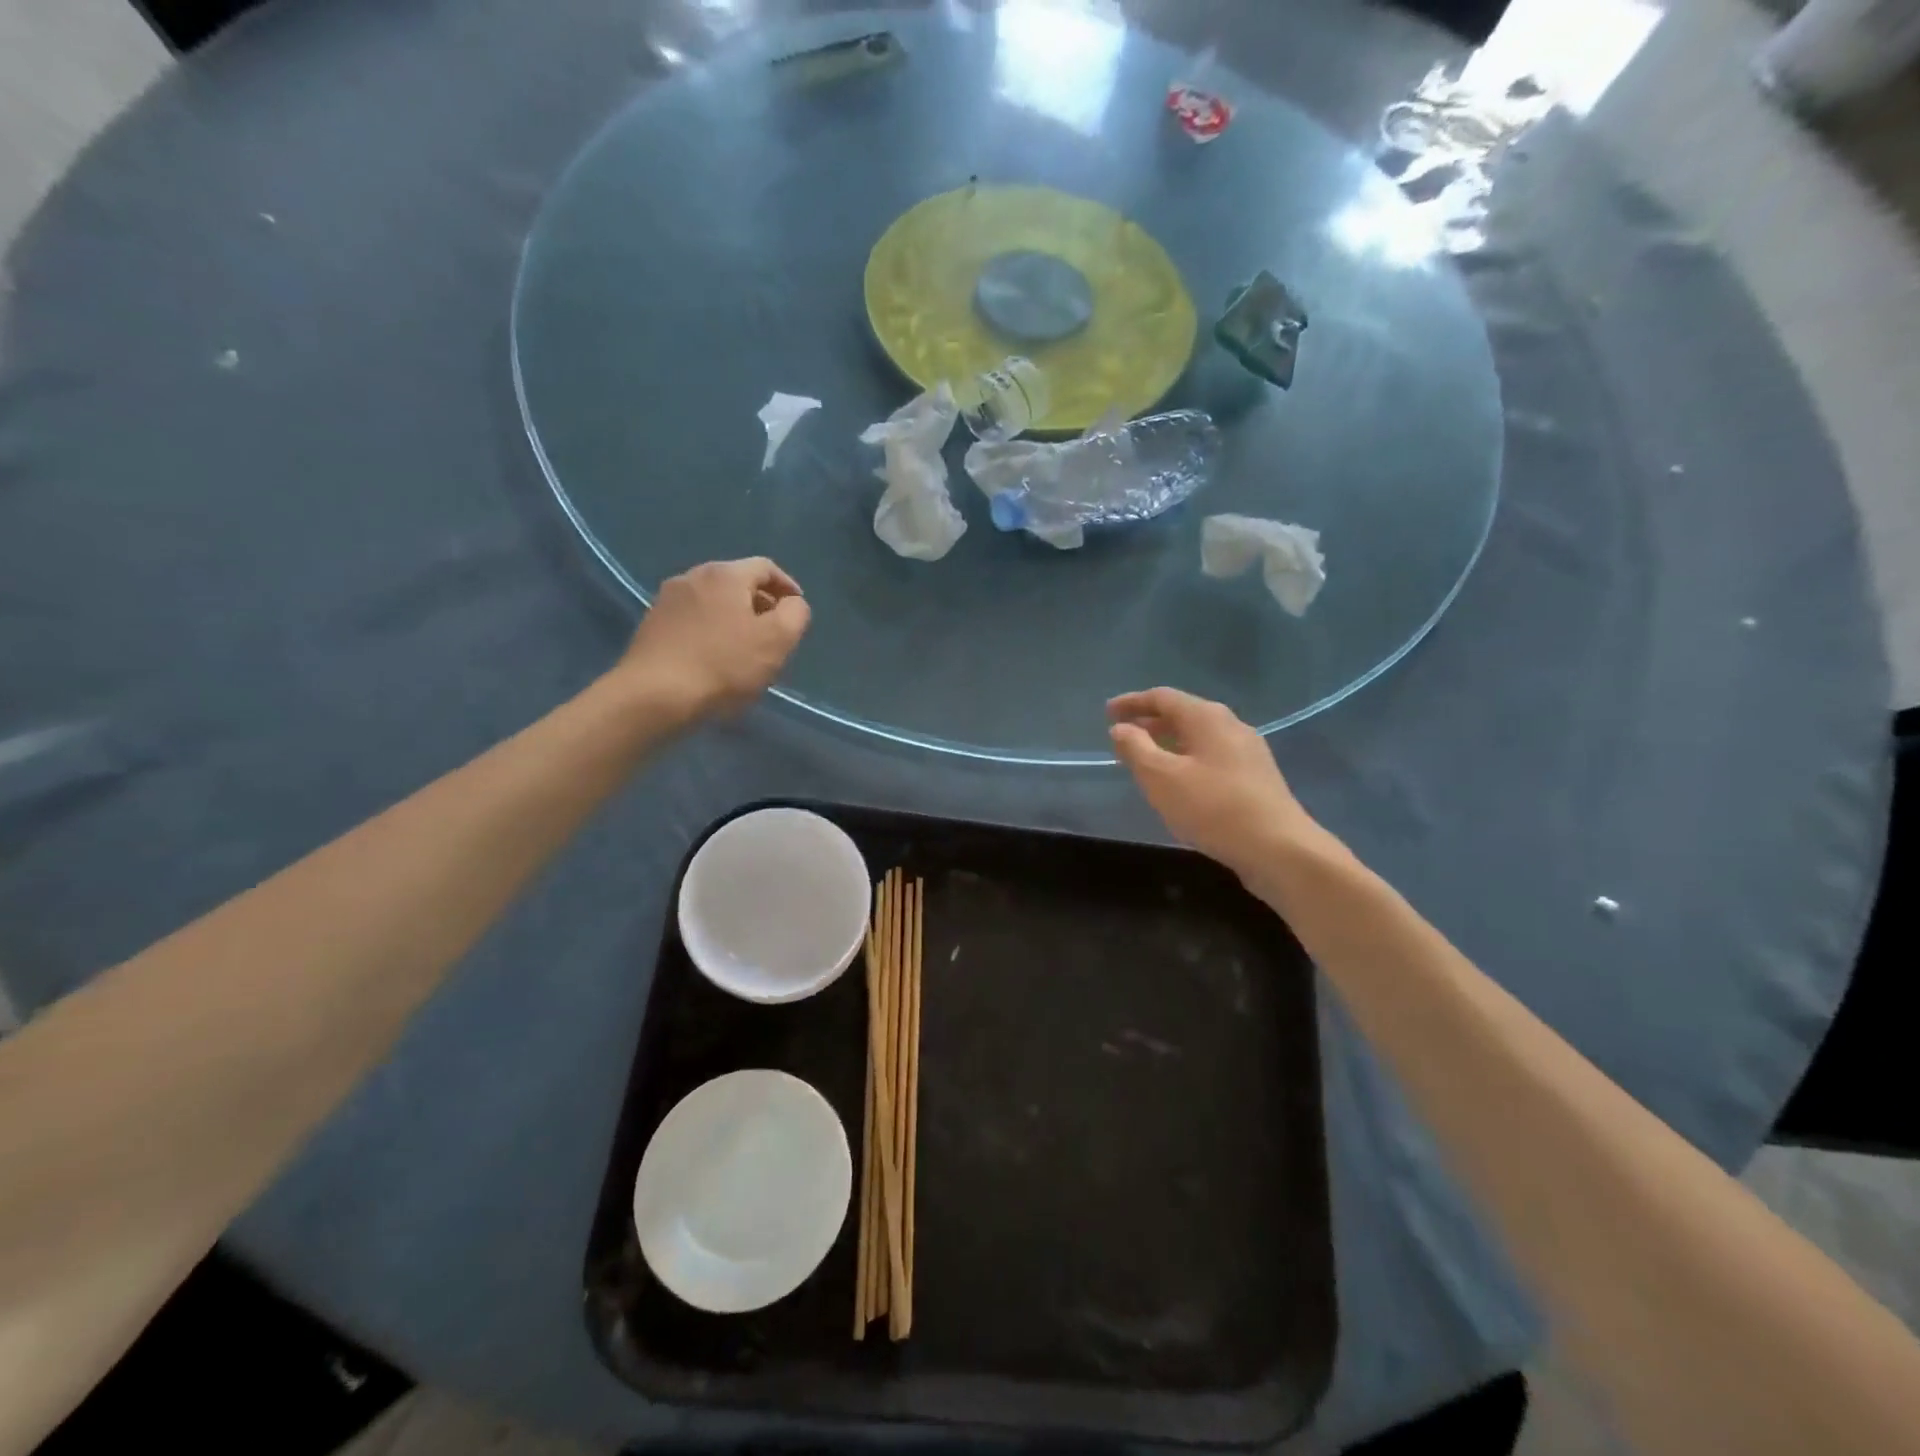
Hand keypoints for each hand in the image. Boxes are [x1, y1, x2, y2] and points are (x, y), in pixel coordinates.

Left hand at [617, 558, 810, 724]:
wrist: (654, 695)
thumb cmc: (724, 665)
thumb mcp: (777, 640)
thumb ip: (795, 614)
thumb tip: (792, 604)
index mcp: (726, 574)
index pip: (766, 567)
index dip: (787, 587)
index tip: (797, 611)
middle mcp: (693, 576)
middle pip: (737, 582)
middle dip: (760, 603)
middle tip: (774, 633)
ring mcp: (667, 600)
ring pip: (713, 601)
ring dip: (733, 618)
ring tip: (745, 648)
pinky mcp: (651, 625)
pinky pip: (692, 619)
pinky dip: (710, 630)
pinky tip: (714, 658)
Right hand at [1108, 687, 1328, 876]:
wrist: (1278, 848)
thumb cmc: (1213, 808)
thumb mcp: (1161, 778)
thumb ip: (1136, 749)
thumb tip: (1121, 728)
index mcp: (1207, 717)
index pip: (1163, 697)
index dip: (1132, 703)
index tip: (1107, 713)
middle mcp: (1230, 725)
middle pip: (1183, 713)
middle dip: (1149, 722)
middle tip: (1122, 735)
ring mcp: (1247, 751)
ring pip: (1198, 736)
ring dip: (1167, 742)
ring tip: (1144, 758)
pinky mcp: (1255, 777)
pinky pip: (1211, 755)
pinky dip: (1186, 758)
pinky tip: (1178, 781)